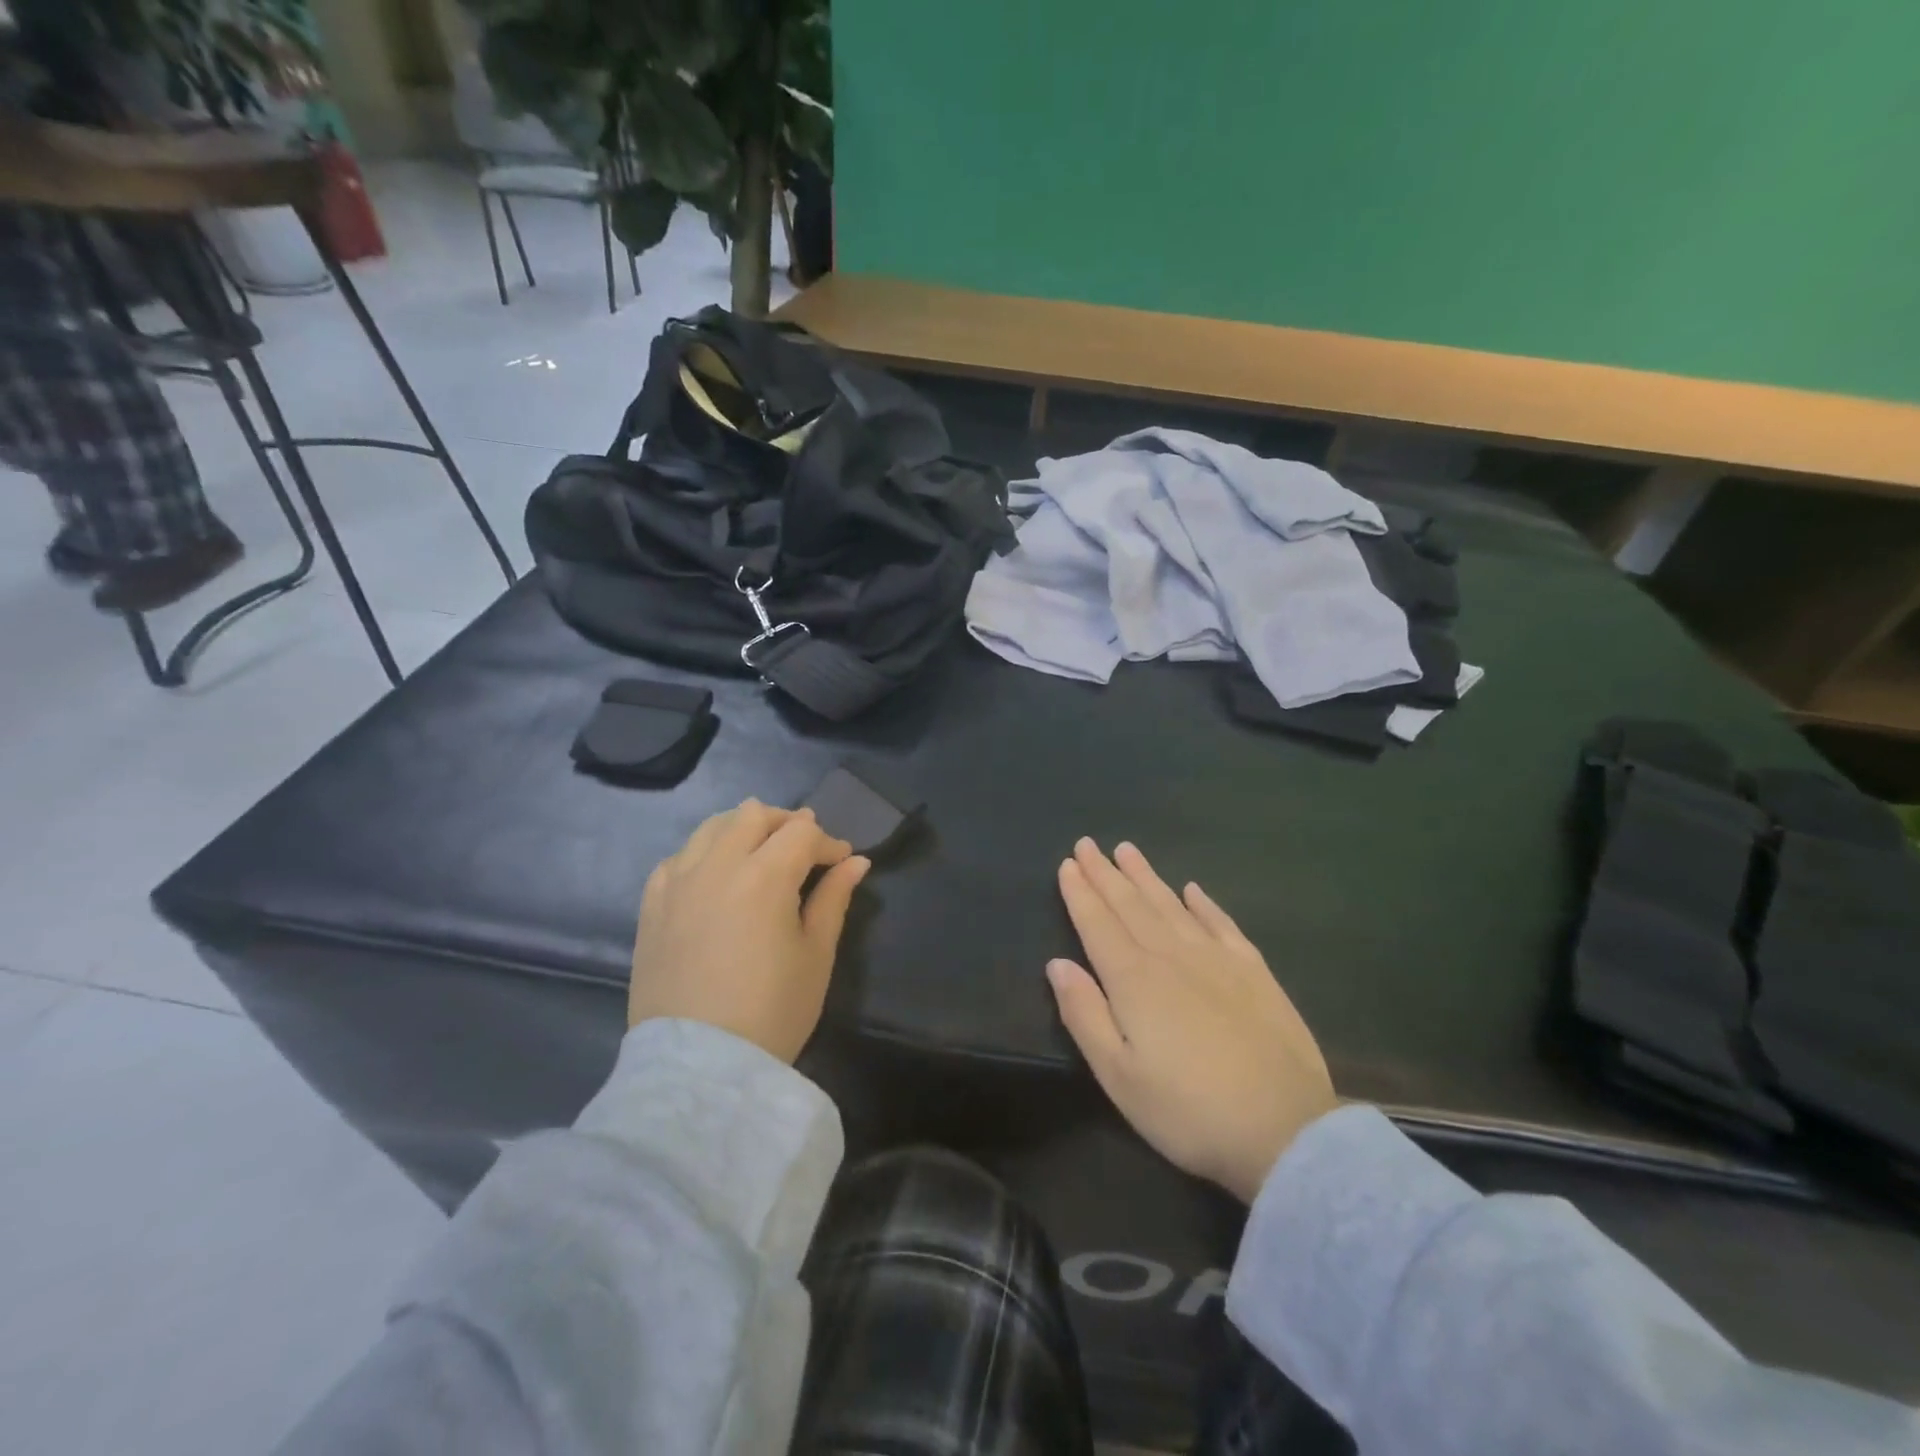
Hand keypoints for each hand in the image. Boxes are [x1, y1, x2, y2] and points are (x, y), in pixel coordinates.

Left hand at [629, 799, 870, 1062]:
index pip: (802, 834)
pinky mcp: (651, 905)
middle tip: (805, 845)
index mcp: (763, 877)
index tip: (842, 862)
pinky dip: (703, 852)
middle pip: (753, 815)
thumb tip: (857, 862)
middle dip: (786, 822)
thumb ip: (834, 899)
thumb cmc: (771, 1012)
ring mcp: (677, 883)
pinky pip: (678, 857)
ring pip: (711, 826)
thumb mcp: (816, 955)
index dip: (828, 843)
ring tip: (761, 849)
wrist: (698, 1067)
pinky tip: (714, 873)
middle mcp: (716, 866)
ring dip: (742, 827)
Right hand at [1046, 839, 1337, 1202]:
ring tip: (1127, 850)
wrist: (1285, 1131)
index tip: (1068, 863)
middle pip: (1131, 905)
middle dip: (1105, 874)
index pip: (1098, 924)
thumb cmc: (1188, 1111)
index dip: (1081, 893)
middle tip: (1088, 844)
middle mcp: (1172, 956)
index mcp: (1134, 980)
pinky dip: (1204, 903)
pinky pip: (1222, 923)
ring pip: (1171, 905)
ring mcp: (1217, 959)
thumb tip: (1057, 963)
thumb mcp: (1119, 1076)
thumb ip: (1084, 1015)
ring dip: (1146, 876)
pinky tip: (1192, 889)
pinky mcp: (1254, 972)